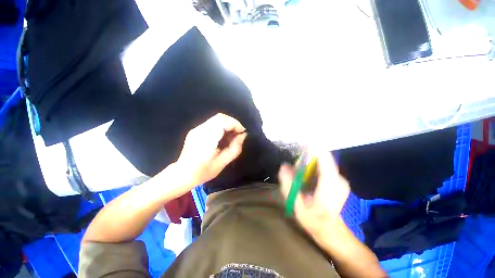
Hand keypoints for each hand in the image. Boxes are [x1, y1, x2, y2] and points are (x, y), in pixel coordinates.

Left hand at [175, 113, 246, 186]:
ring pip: (216, 119)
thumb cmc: (203, 171)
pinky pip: (212, 123)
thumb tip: (242, 136)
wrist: (182, 174)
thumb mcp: (223, 162)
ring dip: (227, 124)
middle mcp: (200, 130)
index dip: (235, 124)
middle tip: (238, 133)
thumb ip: (235, 148)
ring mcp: (197, 129)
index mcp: (207, 138)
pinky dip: (221, 126)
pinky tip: (223, 136)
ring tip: (232, 135)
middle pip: (220, 117)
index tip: (242, 132)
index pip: (223, 121)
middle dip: (232, 123)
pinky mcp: (195, 130)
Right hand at [278, 151, 349, 240]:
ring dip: (308, 164)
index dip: (311, 148)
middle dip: (305, 159)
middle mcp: (338, 178)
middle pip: (320, 158)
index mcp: (330, 184)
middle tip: (295, 171)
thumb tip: (284, 165)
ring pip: (321, 161)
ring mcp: (340, 178)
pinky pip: (323, 166)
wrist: (329, 229)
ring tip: (300, 177)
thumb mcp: (296, 204)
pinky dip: (313, 167)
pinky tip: (307, 179)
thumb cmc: (313, 219)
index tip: (299, 144)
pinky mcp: (337, 178)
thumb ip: (289, 184)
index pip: (324, 156)